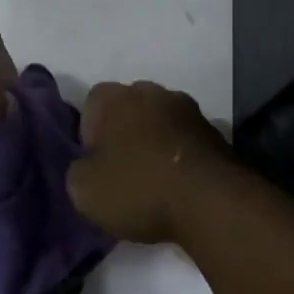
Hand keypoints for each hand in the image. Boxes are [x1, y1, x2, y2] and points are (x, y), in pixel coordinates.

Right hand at [66, 80, 234, 243]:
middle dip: (124, 133)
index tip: (96, 164)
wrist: (211, 201)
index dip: (90, 134)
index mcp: (115, 97)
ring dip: (155, 142)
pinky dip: (180, 155)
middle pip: (129, 108)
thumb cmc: (139, 188)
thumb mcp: (85, 191)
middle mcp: (151, 91)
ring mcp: (187, 108)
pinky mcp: (215, 131)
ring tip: (154, 181)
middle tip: (122, 170)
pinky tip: (179, 185)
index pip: (92, 104)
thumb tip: (88, 167)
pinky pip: (186, 139)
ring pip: (160, 121)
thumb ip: (78, 171)